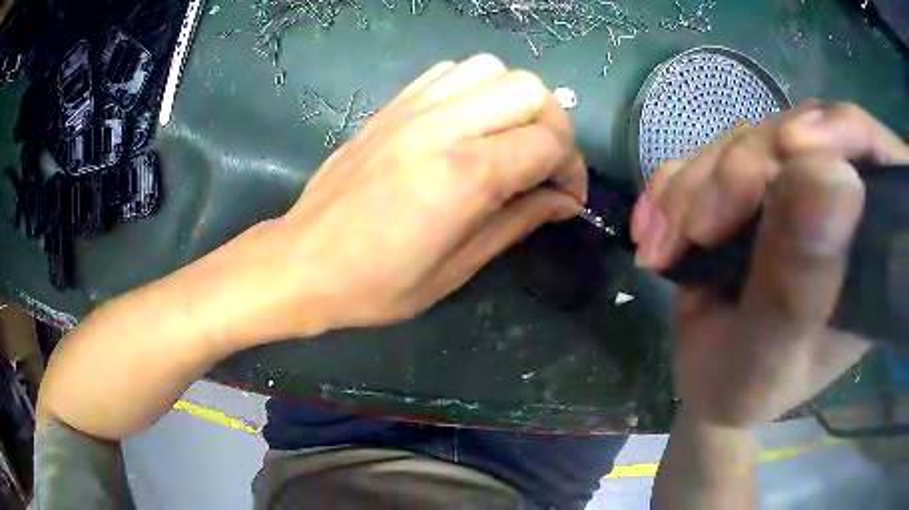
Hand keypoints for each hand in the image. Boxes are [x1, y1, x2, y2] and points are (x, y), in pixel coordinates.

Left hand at [262, 55, 585, 335]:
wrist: (303, 261)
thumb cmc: (377, 283)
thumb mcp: (457, 268)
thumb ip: (518, 223)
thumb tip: (564, 201)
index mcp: (464, 174)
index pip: (548, 143)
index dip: (572, 169)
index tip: (567, 197)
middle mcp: (443, 126)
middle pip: (529, 90)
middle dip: (554, 126)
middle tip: (544, 164)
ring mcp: (413, 108)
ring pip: (492, 70)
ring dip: (516, 101)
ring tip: (509, 139)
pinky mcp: (393, 105)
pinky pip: (451, 72)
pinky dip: (477, 89)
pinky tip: (471, 122)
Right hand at [631, 102, 908, 426]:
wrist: (709, 381)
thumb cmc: (747, 387)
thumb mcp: (772, 356)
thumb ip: (802, 283)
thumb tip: (835, 173)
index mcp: (867, 249)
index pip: (876, 157)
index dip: (843, 131)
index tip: (790, 149)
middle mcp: (838, 205)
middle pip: (798, 135)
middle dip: (739, 174)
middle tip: (696, 231)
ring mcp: (794, 186)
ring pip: (749, 139)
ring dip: (696, 186)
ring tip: (664, 246)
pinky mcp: (753, 182)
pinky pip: (714, 152)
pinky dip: (677, 184)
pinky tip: (656, 225)